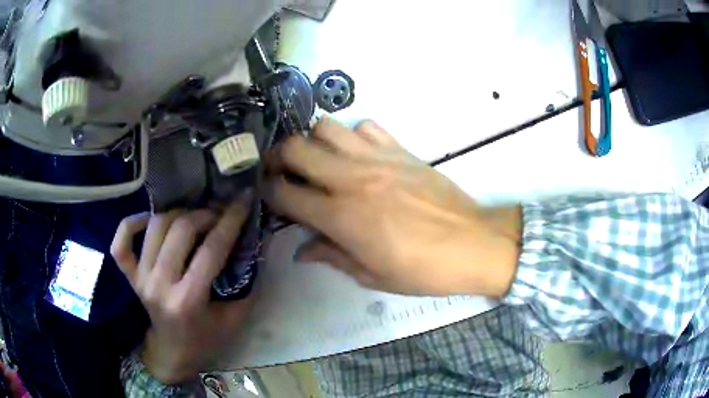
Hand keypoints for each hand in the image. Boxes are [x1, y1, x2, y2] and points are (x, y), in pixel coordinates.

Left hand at [111, 199, 251, 384]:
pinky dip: (132, 223)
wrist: (173, 353)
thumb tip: (253, 242)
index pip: (212, 249)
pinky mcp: (130, 276)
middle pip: (181, 230)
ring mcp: (141, 278)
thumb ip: (246, 282)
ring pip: (155, 226)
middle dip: (205, 214)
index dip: (231, 221)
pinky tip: (149, 220)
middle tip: (218, 214)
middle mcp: (160, 285)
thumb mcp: (235, 317)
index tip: (243, 201)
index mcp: (189, 300)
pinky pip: (122, 242)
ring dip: (178, 214)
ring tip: (193, 217)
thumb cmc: (206, 338)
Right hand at [263, 117, 520, 297]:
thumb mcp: (372, 275)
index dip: (267, 191)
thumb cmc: (422, 270)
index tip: (264, 191)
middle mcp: (352, 179)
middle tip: (280, 169)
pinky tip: (359, 155)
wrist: (473, 243)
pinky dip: (354, 136)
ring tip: (319, 159)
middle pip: (296, 148)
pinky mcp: (400, 149)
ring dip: (314, 141)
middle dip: (278, 156)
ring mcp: (377, 158)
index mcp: (341, 217)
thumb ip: (331, 256)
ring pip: (327, 127)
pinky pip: (366, 127)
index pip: (285, 194)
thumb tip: (302, 250)